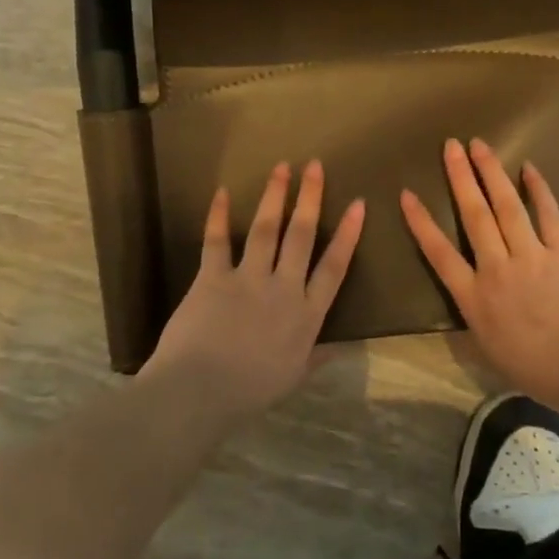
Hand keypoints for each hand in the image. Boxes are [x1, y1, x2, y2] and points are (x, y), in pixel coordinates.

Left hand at [143, 160, 365, 420]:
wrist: (199, 393)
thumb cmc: (250, 391)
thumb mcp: (294, 377)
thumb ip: (317, 356)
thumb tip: (341, 345)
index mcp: (306, 315)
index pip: (334, 267)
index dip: (348, 234)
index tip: (358, 204)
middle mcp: (283, 289)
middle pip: (302, 236)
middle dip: (311, 198)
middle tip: (315, 166)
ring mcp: (248, 280)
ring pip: (266, 229)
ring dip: (275, 196)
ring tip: (282, 167)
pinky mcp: (213, 278)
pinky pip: (217, 241)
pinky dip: (219, 215)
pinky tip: (224, 192)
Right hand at [401, 138, 558, 411]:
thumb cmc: (542, 373)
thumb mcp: (492, 356)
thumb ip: (477, 326)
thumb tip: (468, 310)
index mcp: (475, 299)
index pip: (439, 254)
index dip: (420, 223)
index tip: (406, 194)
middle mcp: (497, 269)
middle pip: (474, 216)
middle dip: (460, 178)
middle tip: (450, 145)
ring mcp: (532, 257)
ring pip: (506, 207)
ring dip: (491, 173)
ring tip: (479, 145)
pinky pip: (549, 215)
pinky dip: (539, 190)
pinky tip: (529, 168)